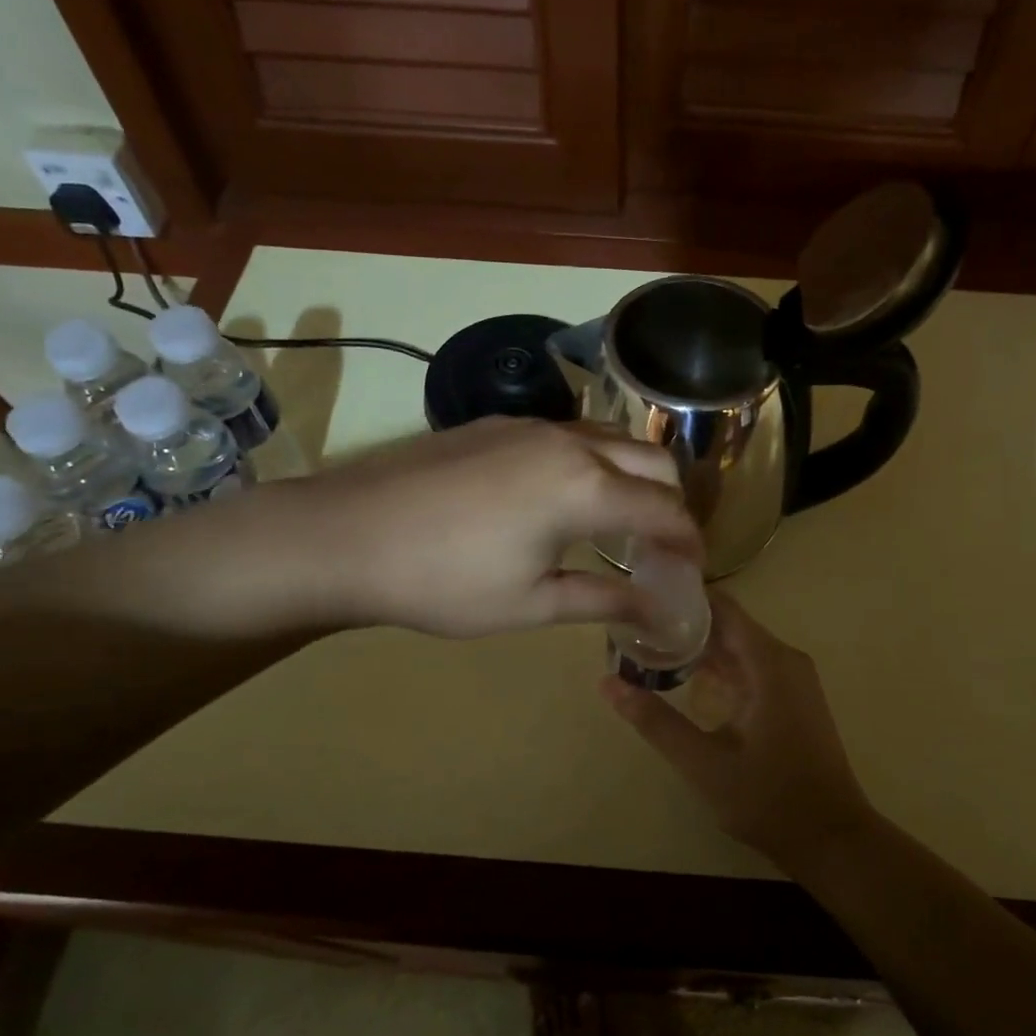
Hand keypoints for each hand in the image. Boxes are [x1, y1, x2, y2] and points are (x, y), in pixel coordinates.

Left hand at [302, 418, 700, 637]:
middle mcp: (569, 442)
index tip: (692, 570)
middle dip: (672, 502)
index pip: (664, 510)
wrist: (344, 535)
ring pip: (611, 440)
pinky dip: (592, 463)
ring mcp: (530, 425)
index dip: (688, 542)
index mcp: (584, 487)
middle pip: (652, 462)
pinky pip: (570, 435)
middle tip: (661, 546)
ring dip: (632, 477)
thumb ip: (601, 600)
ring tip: (620, 521)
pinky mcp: (497, 424)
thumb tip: (655, 612)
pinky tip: (566, 497)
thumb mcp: (529, 603)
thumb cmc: (442, 582)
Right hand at [600, 593, 876, 873]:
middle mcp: (784, 660)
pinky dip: (718, 669)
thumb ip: (655, 721)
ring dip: (698, 648)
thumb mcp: (703, 763)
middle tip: (633, 627)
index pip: (722, 607)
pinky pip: (750, 667)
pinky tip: (684, 679)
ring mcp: (792, 679)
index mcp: (769, 663)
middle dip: (682, 624)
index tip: (641, 596)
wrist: (832, 839)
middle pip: (728, 625)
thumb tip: (607, 683)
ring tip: (648, 648)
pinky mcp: (791, 699)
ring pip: (738, 647)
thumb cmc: (769, 799)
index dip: (682, 597)